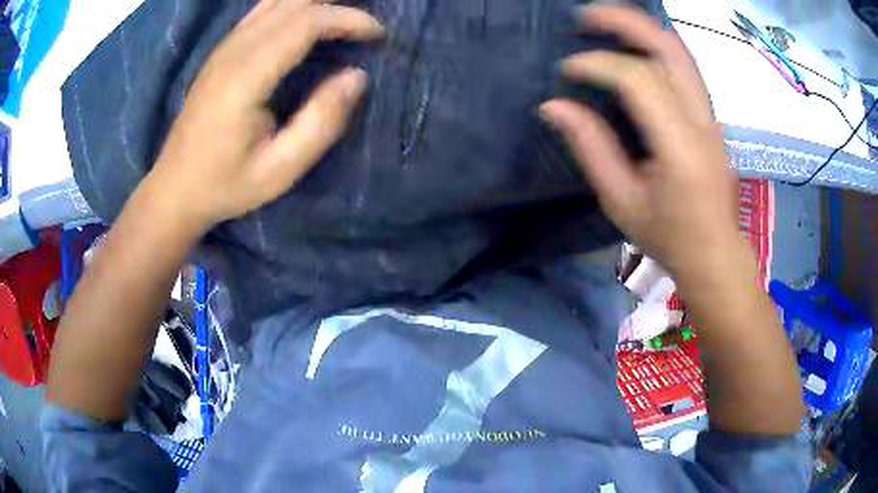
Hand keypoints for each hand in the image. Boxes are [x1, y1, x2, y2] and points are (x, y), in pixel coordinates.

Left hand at [148, 0, 383, 231]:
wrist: (175, 188)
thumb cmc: (226, 184)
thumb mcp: (280, 170)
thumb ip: (321, 122)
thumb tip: (356, 76)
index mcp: (246, 78)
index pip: (303, 23)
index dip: (346, 19)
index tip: (376, 34)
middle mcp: (233, 52)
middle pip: (292, 3)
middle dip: (335, 7)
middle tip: (363, 29)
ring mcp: (223, 48)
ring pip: (275, 1)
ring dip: (314, 4)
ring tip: (340, 23)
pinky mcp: (220, 52)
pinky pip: (260, 12)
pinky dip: (291, 8)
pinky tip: (305, 23)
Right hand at [540, 6, 741, 277]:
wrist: (716, 253)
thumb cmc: (669, 236)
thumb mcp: (621, 201)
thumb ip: (590, 148)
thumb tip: (553, 106)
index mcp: (679, 148)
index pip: (639, 81)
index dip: (597, 65)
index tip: (567, 71)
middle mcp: (702, 122)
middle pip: (669, 49)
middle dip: (624, 23)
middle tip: (585, 16)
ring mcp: (712, 115)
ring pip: (681, 52)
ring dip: (641, 29)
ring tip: (605, 22)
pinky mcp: (712, 116)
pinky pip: (685, 67)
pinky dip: (655, 47)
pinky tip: (633, 48)